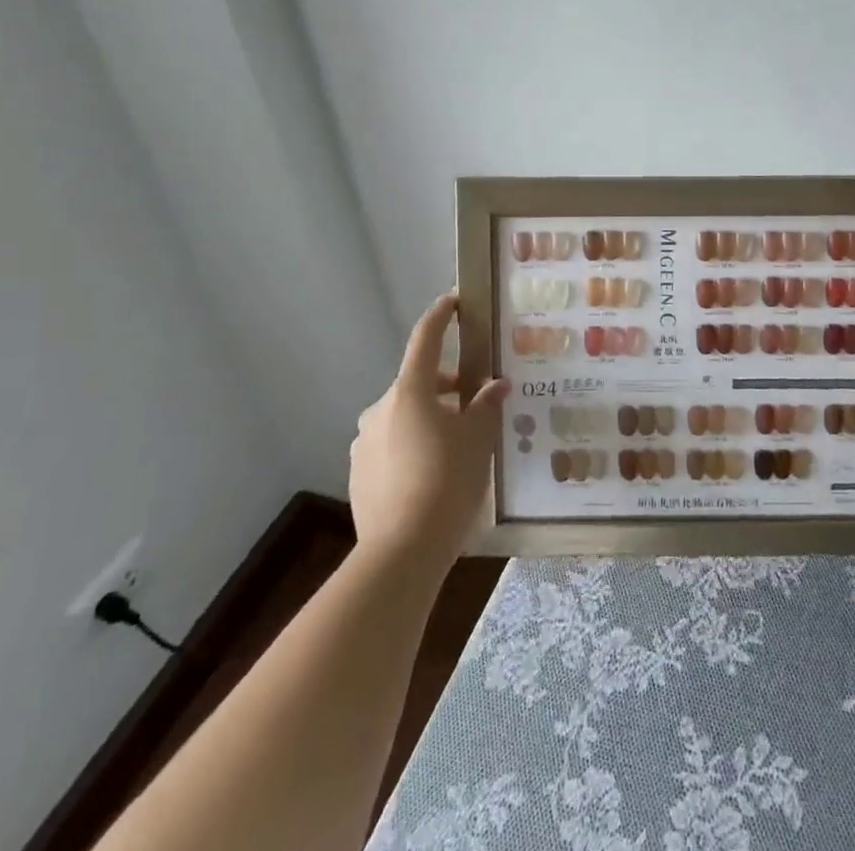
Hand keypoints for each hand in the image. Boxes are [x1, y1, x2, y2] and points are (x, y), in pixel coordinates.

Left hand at [349, 293, 509, 567]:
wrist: (401, 553)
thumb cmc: (446, 482)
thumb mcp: (478, 440)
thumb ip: (486, 406)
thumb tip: (495, 386)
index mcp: (410, 392)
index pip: (425, 339)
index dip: (440, 316)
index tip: (453, 300)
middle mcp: (380, 409)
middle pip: (418, 384)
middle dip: (446, 388)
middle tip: (475, 404)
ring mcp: (364, 442)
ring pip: (403, 416)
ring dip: (429, 419)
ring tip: (457, 447)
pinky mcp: (358, 473)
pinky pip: (390, 446)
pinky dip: (412, 446)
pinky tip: (432, 476)